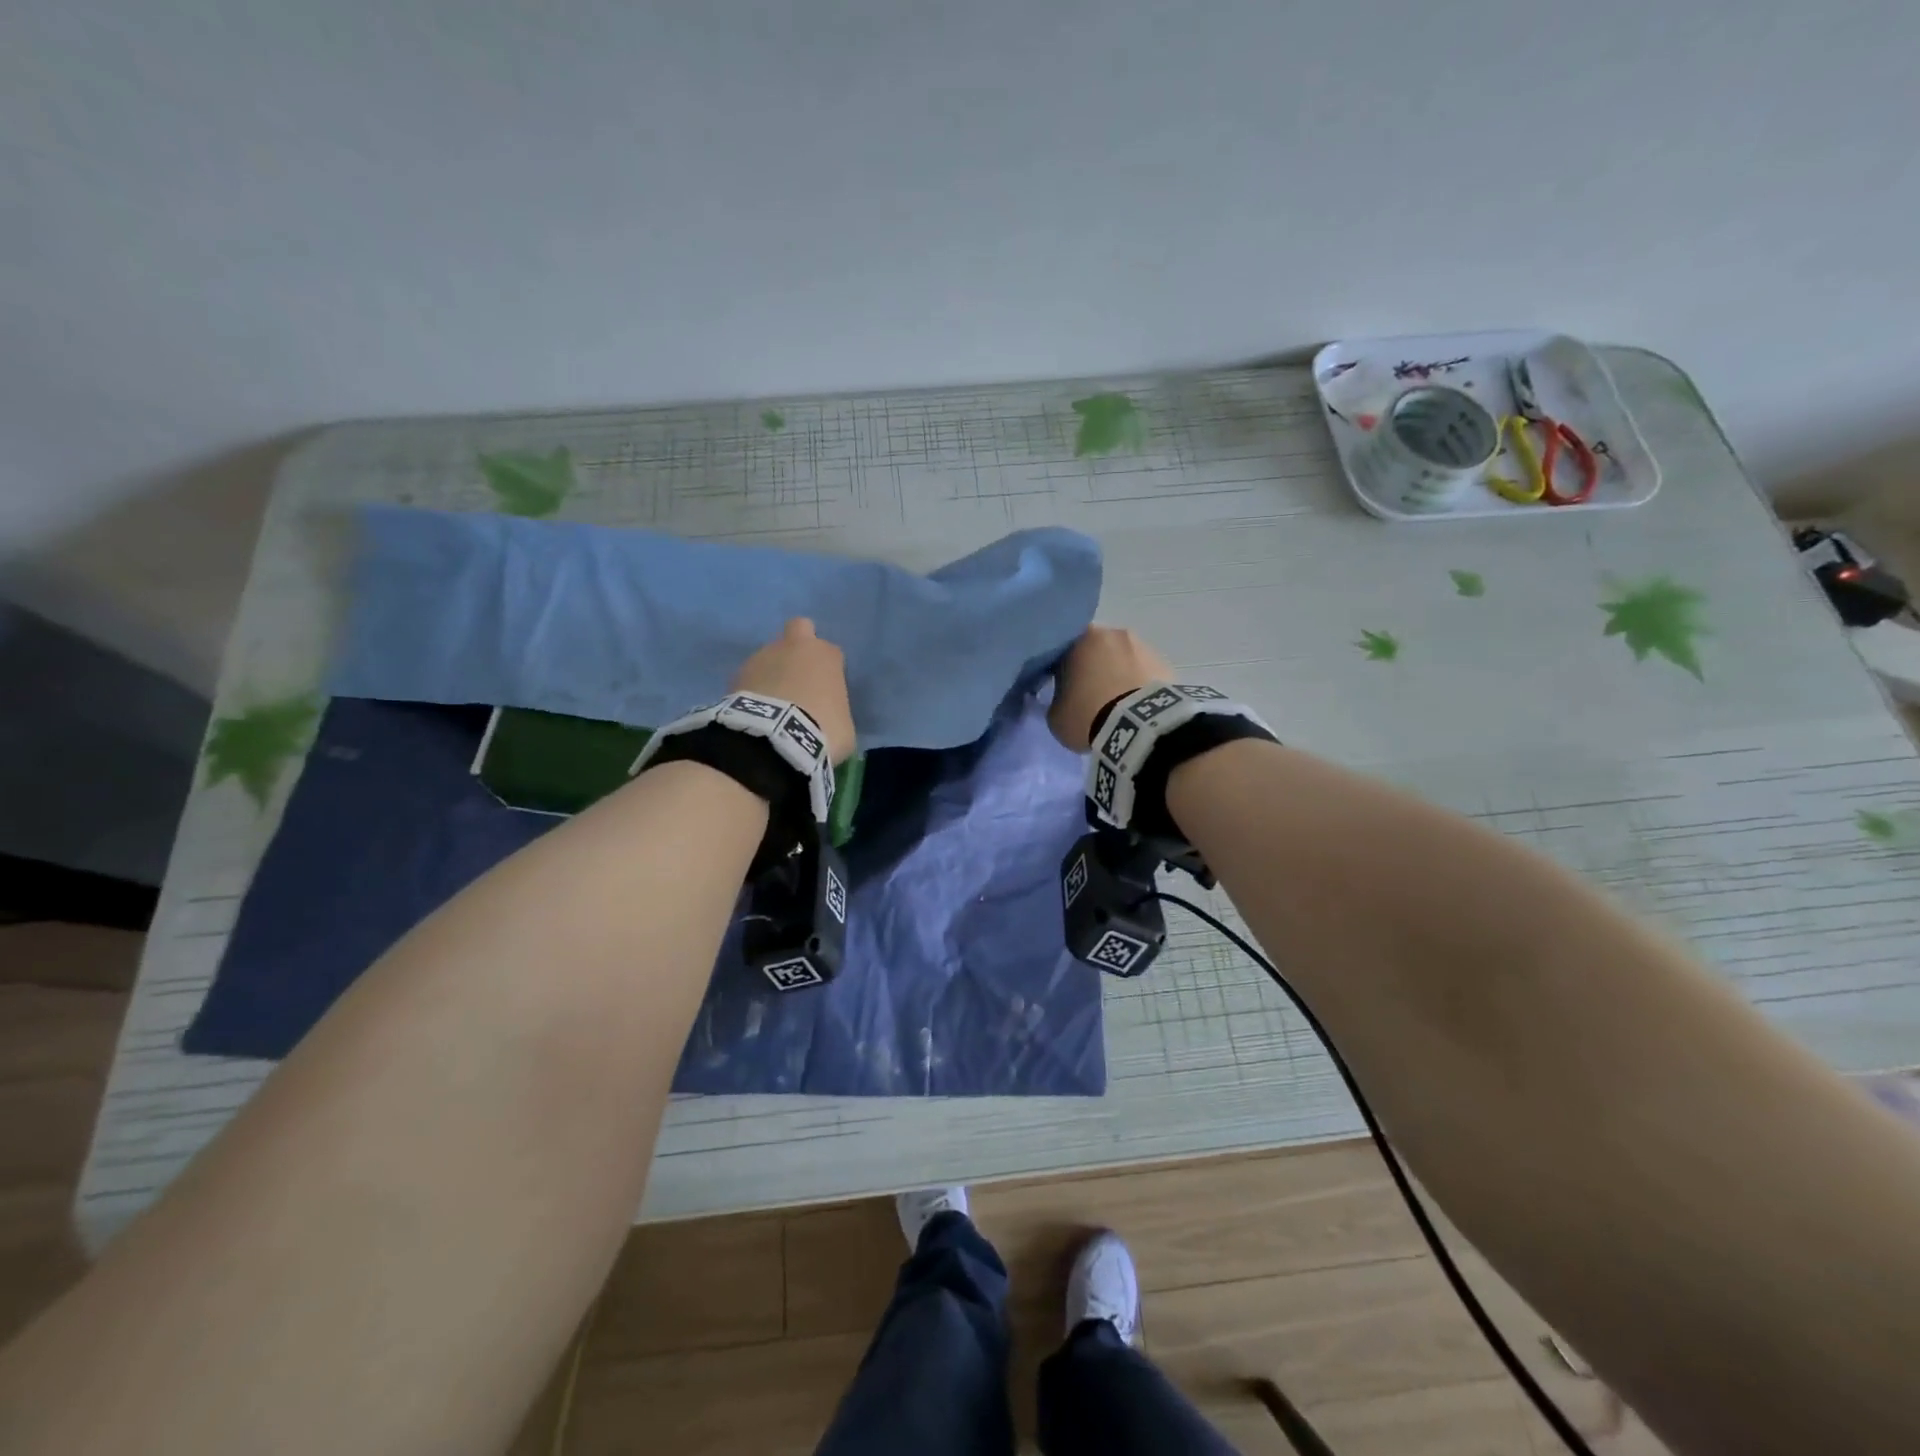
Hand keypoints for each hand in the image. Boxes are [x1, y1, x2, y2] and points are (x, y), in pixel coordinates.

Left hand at [733, 618, 856, 762]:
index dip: (828, 672)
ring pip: (769, 656)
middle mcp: (794, 647)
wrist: (776, 739)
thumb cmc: (823, 730)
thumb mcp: (844, 726)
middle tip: (798, 677)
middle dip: (798, 647)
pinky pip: (750, 678)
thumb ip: (835, 711)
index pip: (831, 654)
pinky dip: (753, 691)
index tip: (826, 693)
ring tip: (771, 707)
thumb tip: (826, 718)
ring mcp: (762, 656)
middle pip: (799, 629)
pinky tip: (755, 714)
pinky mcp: (736, 674)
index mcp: (826, 655)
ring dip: (771, 674)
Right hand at [1049, 626, 1174, 751]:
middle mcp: (1113, 633)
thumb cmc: (1088, 715)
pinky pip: (1144, 674)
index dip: (1062, 668)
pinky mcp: (1166, 664)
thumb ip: (1057, 701)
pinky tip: (1136, 708)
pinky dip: (1139, 686)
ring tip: (1117, 704)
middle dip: (1094, 668)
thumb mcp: (1057, 716)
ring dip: (1119, 675)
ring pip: (1124, 659)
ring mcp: (1143, 646)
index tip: (1062, 686)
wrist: (1139, 726)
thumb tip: (1064, 700)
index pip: (1064, 648)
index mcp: (1080, 638)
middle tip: (1090, 695)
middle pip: (1098, 650)